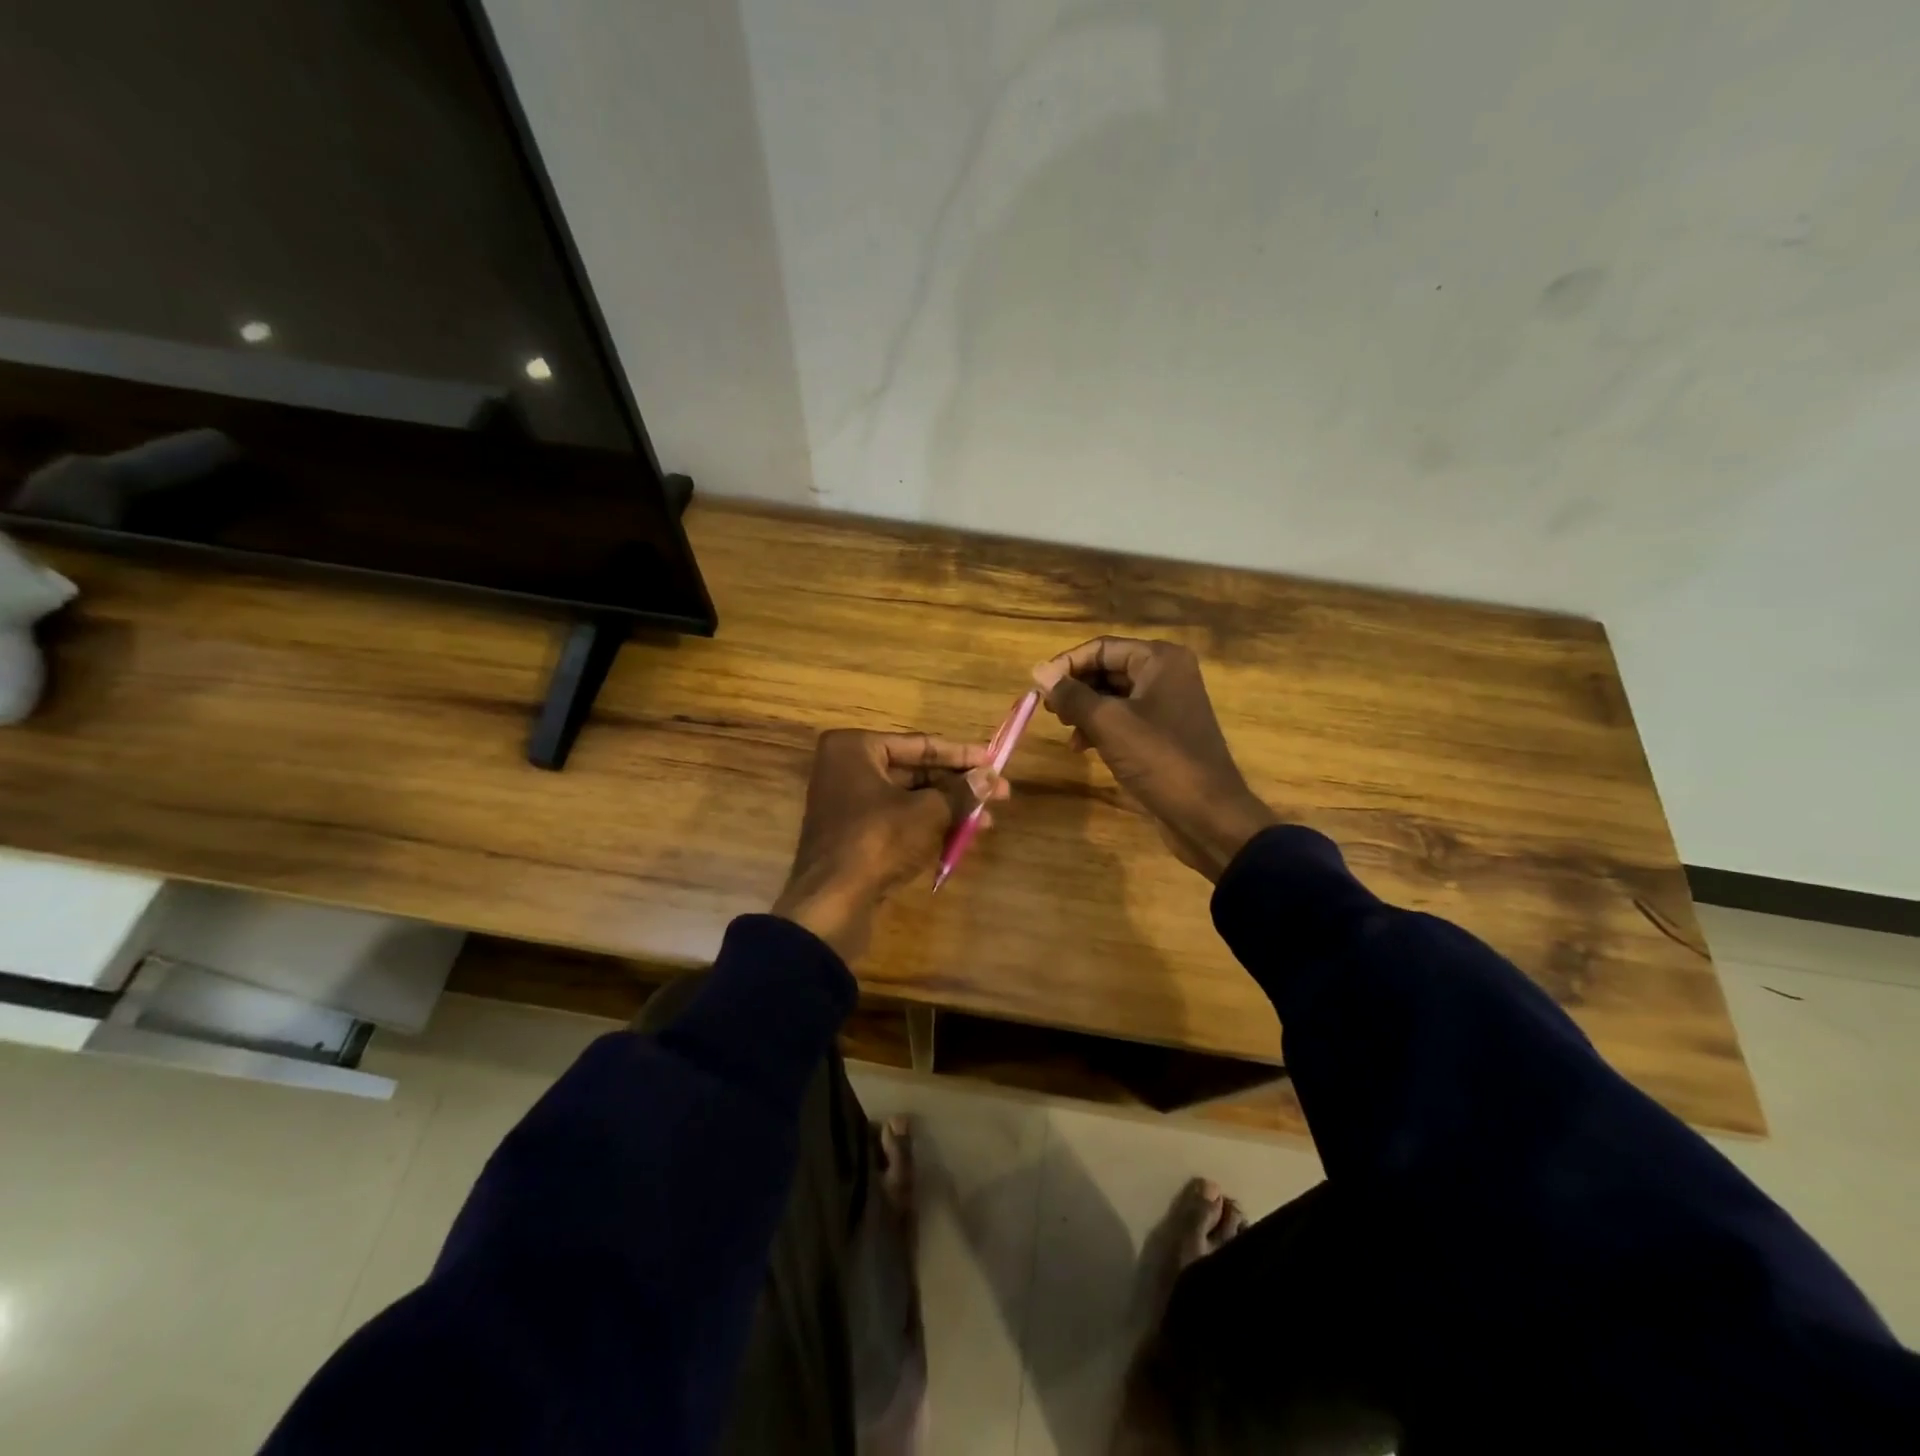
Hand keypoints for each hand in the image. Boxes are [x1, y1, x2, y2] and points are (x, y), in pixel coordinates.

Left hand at [772, 730, 1008, 961]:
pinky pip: (898, 821)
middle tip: (998, 792)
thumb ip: (960, 792)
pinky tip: (962, 836)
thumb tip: (991, 777)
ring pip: (909, 799)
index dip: (961, 754)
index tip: (994, 760)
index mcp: (855, 748)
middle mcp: (846, 768)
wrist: (831, 903)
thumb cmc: (877, 841)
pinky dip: (928, 825)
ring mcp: (848, 803)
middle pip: (915, 771)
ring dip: (948, 808)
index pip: (919, 745)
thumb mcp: (927, 813)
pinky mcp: (854, 835)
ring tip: (986, 820)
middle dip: (957, 785)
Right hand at [1033, 638, 1275, 881]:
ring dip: (1085, 710)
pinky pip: (1125, 719)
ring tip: (1064, 728)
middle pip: (1108, 669)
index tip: (1037, 687)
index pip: (1101, 648)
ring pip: (1114, 696)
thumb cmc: (1159, 759)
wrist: (1207, 814)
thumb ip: (1071, 695)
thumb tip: (1038, 671)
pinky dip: (1101, 728)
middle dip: (1076, 688)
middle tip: (1048, 709)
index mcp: (1160, 660)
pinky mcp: (1164, 733)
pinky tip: (1081, 747)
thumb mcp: (1108, 723)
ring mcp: (1167, 704)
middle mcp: (1166, 674)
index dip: (1066, 664)